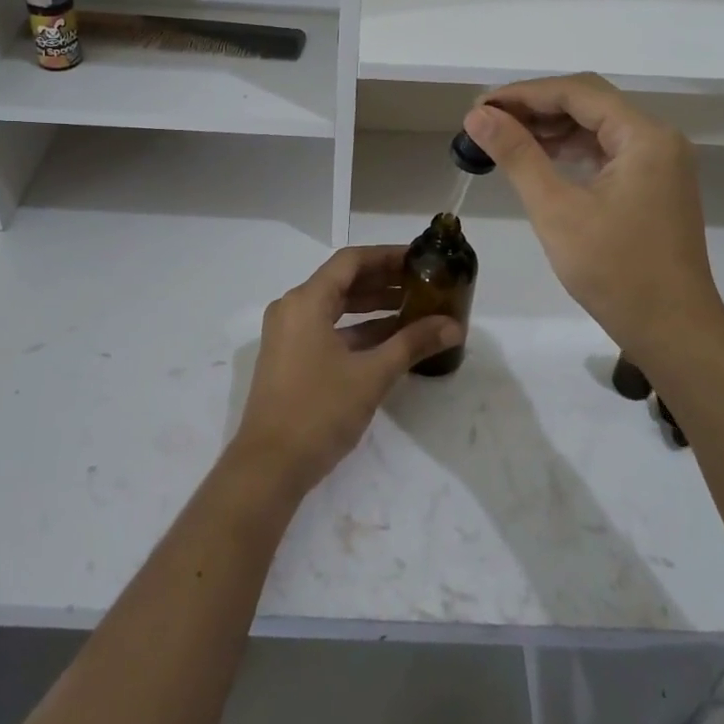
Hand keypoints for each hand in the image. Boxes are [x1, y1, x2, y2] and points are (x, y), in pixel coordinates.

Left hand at [230, 247, 462, 496]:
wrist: (269, 467)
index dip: (387, 256)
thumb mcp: (372, 375)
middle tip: (424, 283)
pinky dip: (358, 331)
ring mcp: (289, 335)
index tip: (420, 259)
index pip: (351, 261)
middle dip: (384, 281)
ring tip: (416, 309)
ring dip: (374, 307)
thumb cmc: (319, 411)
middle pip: (343, 281)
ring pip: (337, 308)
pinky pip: (328, 330)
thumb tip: (454, 326)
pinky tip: (391, 340)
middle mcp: (293, 309)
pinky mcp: (291, 358)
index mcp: (306, 301)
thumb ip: (412, 343)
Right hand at [463, 74, 723, 355]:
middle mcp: (658, 139)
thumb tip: (477, 115)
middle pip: (589, 103)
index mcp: (644, 136)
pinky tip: (538, 159)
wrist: (673, 332)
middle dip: (536, 107)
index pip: (577, 92)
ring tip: (503, 137)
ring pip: (597, 127)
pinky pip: (607, 152)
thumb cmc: (615, 271)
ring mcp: (659, 163)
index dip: (524, 93)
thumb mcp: (557, 209)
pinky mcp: (654, 186)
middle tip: (486, 121)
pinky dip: (570, 151)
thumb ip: (517, 155)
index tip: (480, 106)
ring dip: (551, 128)